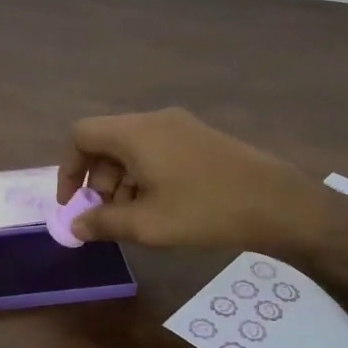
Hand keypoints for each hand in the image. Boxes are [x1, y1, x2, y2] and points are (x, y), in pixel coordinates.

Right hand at [55, 107, 330, 257]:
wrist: (277, 203)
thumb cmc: (205, 211)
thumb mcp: (148, 225)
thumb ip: (103, 223)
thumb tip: (75, 226)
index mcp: (136, 133)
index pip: (82, 135)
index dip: (69, 169)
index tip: (74, 204)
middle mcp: (155, 120)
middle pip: (107, 141)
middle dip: (98, 180)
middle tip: (107, 217)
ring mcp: (181, 126)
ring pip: (133, 147)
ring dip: (122, 180)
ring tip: (134, 218)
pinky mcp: (200, 138)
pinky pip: (157, 150)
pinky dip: (145, 174)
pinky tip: (160, 206)